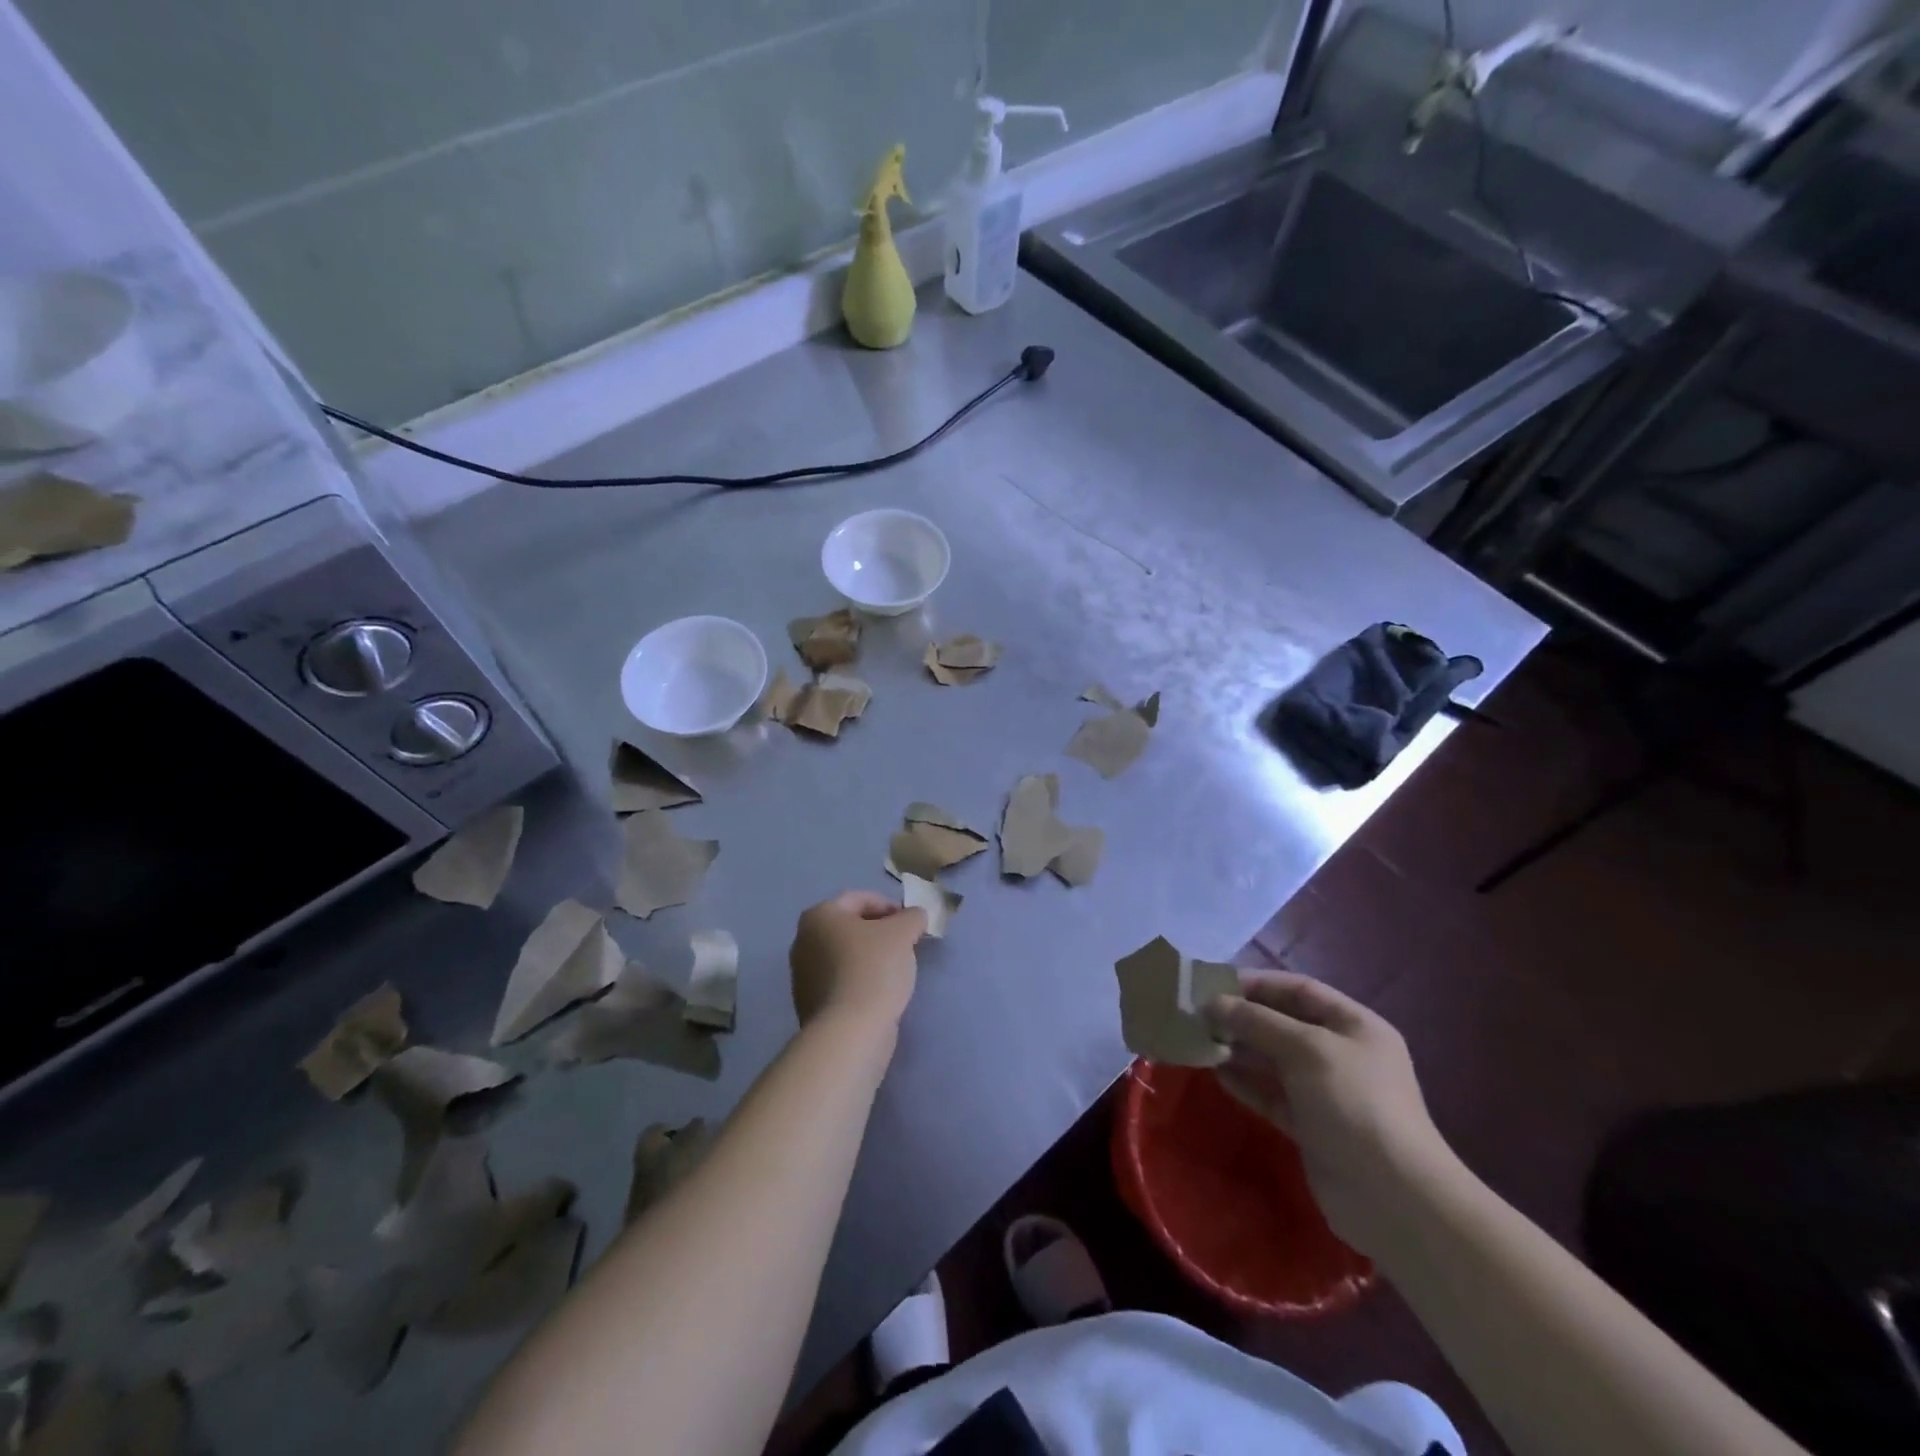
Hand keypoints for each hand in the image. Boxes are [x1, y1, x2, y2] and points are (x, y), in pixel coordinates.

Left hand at [789, 891, 926, 1030]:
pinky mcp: (810, 1004)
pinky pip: (841, 981)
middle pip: (850, 927)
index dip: (889, 906)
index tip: (911, 923)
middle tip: (906, 945)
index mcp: (819, 916)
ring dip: (870, 957)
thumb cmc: (873, 969)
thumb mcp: (903, 932)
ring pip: (845, 955)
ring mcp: (803, 975)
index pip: (859, 899)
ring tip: (896, 971)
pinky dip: (860, 980)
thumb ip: (912, 917)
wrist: (849, 1032)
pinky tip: (880, 993)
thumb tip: (914, 916)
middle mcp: (803, 941)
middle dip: (880, 932)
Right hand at [1206, 972, 1453, 1256]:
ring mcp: (1326, 1091)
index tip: (1214, 984)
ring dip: (1239, 1048)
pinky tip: (1216, 1073)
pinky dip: (1245, 1081)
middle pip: (1283, 1023)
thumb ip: (1257, 1021)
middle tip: (1199, 1014)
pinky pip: (1271, 1093)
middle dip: (1243, 1016)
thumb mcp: (1306, 1049)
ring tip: (1200, 1041)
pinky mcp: (1310, 1125)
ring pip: (1273, 1059)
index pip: (1299, 989)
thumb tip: (1213, 1003)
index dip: (1257, 983)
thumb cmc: (1355, 1104)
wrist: (1393, 1199)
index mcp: (1354, 1025)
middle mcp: (1341, 1053)